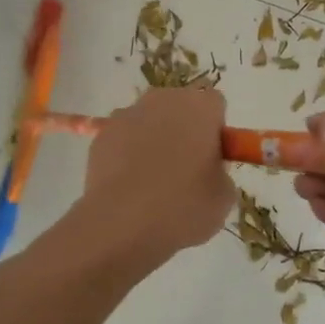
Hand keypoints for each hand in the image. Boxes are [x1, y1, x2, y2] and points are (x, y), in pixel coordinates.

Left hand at [78, 87, 235, 263]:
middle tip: (185, 170)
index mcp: (200, 107)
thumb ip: (219, 172)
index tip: (211, 158)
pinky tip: (128, 186)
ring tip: (151, 182)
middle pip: (179, 106)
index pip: (215, 105)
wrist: (121, 223)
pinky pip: (122, 139)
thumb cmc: (182, 206)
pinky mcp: (101, 135)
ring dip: (153, 140)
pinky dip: (126, 154)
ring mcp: (127, 115)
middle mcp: (163, 100)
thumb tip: (206, 171)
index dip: (215, 131)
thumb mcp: (223, 196)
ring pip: (148, 121)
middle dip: (183, 130)